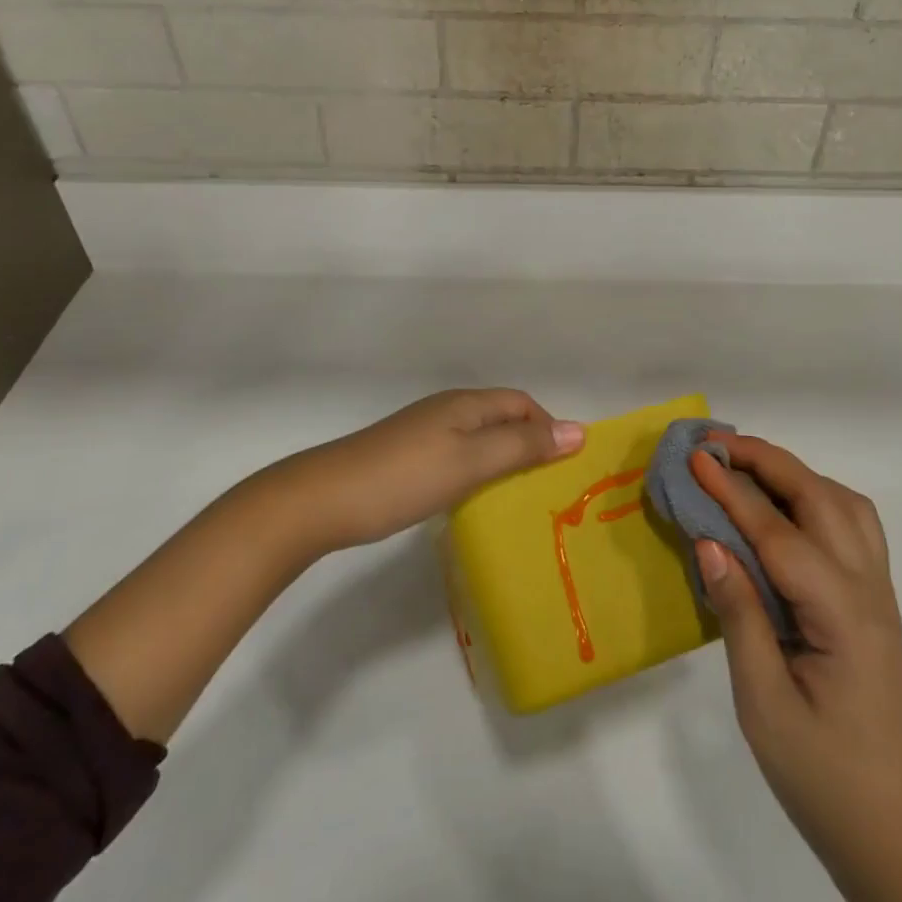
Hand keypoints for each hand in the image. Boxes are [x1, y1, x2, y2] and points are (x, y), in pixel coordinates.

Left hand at [277, 389, 583, 552]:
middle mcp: (446, 410)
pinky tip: (473, 498)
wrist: (322, 499)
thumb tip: (578, 430)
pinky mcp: (406, 457)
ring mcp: (423, 434)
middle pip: (501, 417)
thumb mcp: (471, 461)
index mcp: (465, 404)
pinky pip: (457, 455)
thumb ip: (523, 446)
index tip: (565, 466)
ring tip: (519, 495)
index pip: (521, 402)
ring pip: (478, 438)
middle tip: (549, 485)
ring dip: (503, 459)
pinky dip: (477, 471)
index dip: (548, 426)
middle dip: (529, 443)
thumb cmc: (404, 477)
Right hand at [691, 436, 901, 843]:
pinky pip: (852, 524)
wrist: (891, 828)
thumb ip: (739, 614)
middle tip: (713, 446)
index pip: (778, 532)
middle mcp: (868, 589)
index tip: (694, 458)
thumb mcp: (764, 702)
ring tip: (744, 467)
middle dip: (766, 461)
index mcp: (842, 616)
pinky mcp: (874, 599)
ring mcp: (878, 591)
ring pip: (843, 503)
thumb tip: (708, 542)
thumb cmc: (820, 774)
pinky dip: (816, 495)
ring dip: (794, 472)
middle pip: (820, 498)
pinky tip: (784, 508)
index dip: (732, 491)